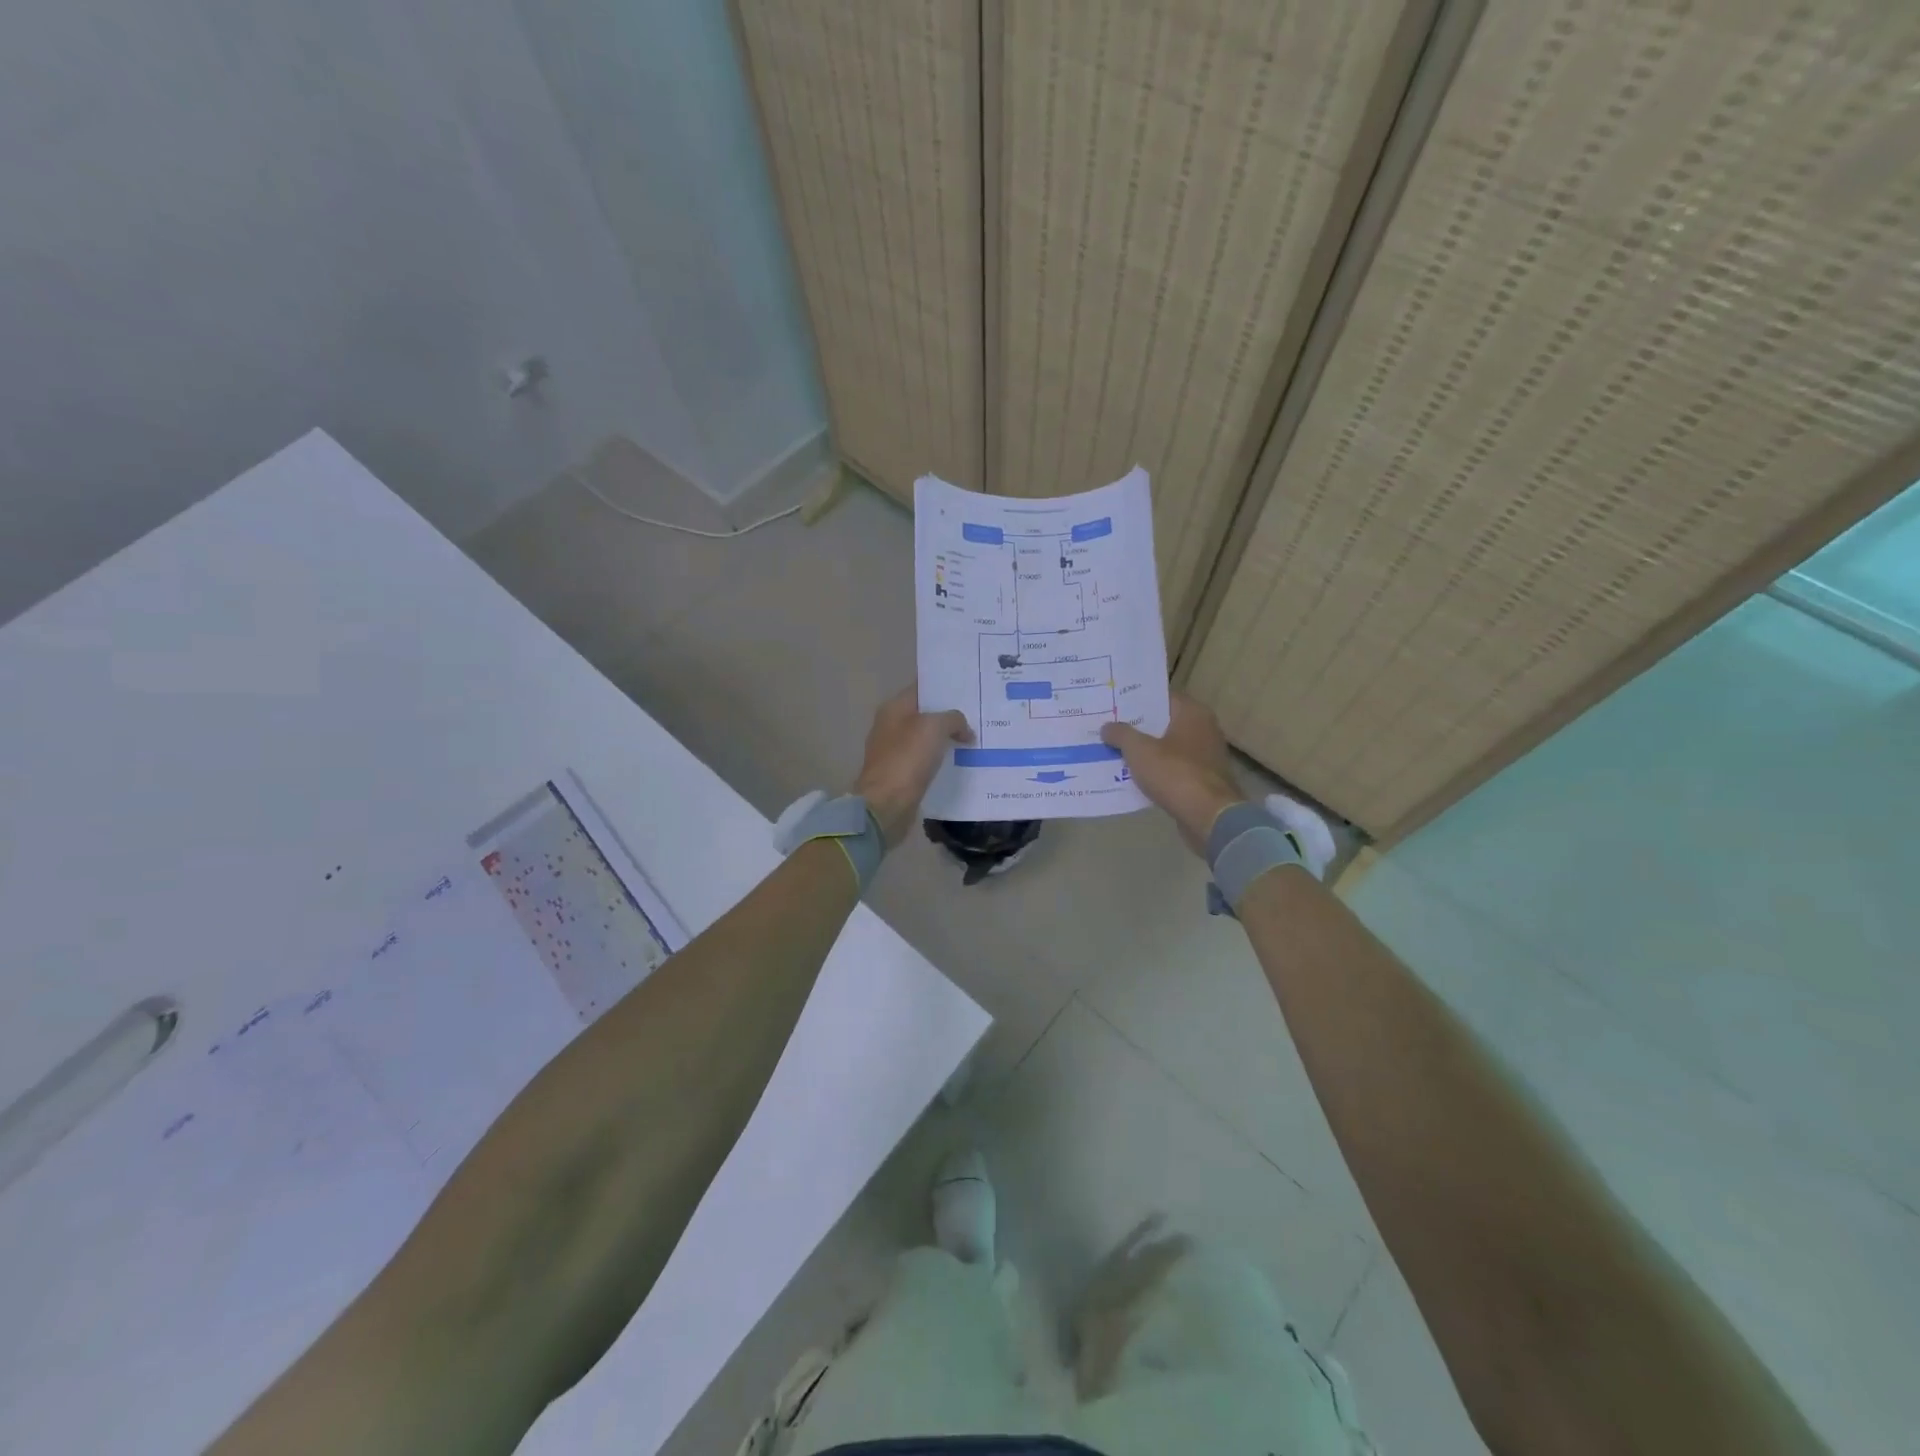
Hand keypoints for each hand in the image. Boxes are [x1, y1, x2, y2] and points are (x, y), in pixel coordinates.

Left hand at [853, 685, 974, 843]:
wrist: (886, 804)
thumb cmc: (907, 758)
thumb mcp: (935, 728)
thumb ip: (953, 719)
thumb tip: (965, 729)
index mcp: (894, 708)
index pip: (922, 687)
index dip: (945, 685)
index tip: (970, 686)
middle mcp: (891, 725)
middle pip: (925, 712)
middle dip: (950, 713)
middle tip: (980, 712)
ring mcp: (895, 750)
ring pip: (927, 737)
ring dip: (947, 737)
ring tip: (976, 736)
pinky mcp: (901, 773)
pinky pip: (926, 759)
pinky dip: (941, 758)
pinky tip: (962, 760)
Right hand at [1101, 693, 1243, 855]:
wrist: (1208, 817)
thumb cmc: (1175, 773)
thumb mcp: (1139, 750)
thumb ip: (1121, 734)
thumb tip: (1107, 727)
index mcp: (1192, 713)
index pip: (1161, 697)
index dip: (1136, 700)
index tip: (1113, 703)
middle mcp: (1203, 729)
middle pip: (1164, 722)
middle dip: (1137, 726)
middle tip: (1108, 726)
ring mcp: (1205, 756)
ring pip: (1167, 746)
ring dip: (1145, 750)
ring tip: (1114, 750)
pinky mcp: (1203, 780)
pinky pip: (1172, 768)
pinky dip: (1155, 770)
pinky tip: (1132, 775)